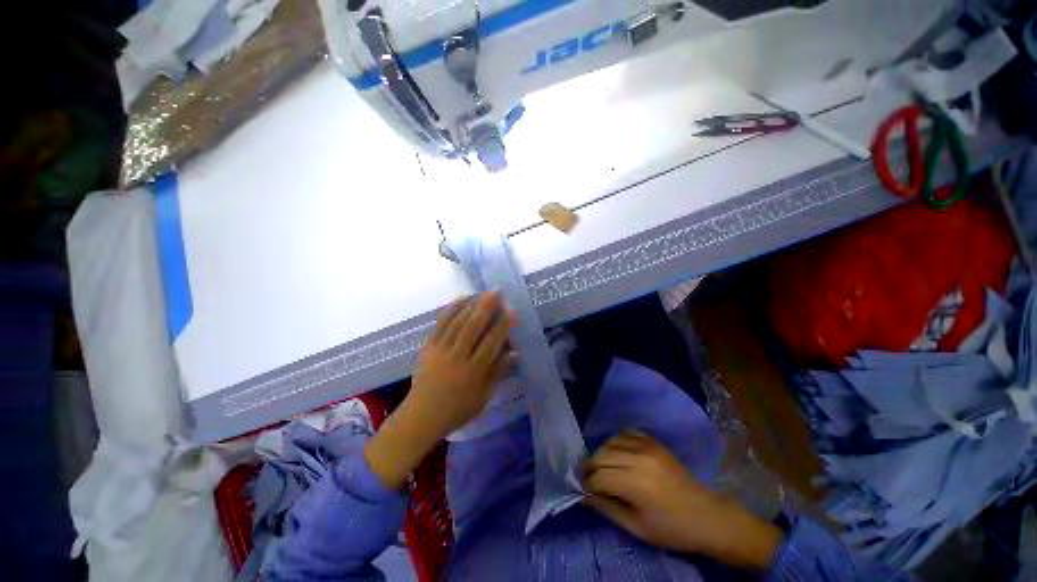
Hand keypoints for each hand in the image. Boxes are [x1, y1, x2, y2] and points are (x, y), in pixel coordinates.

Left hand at [364, 292, 513, 489]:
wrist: (421, 416)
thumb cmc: (457, 410)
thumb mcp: (483, 397)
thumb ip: (498, 372)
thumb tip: (513, 351)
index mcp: (473, 372)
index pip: (491, 343)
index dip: (503, 325)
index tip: (512, 311)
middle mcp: (457, 357)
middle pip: (473, 327)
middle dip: (486, 307)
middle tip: (497, 292)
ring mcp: (440, 350)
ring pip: (457, 322)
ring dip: (471, 305)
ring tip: (482, 293)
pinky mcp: (428, 347)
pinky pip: (440, 324)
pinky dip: (451, 309)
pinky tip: (460, 299)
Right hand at [583, 430, 782, 570]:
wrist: (707, 515)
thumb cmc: (672, 529)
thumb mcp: (637, 527)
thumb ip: (607, 508)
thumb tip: (584, 496)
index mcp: (635, 484)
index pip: (599, 476)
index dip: (587, 483)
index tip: (583, 490)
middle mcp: (638, 459)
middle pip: (601, 455)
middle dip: (590, 467)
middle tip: (589, 478)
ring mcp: (647, 446)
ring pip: (610, 441)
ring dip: (602, 453)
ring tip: (603, 466)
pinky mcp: (653, 441)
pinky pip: (626, 432)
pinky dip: (617, 441)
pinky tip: (619, 453)